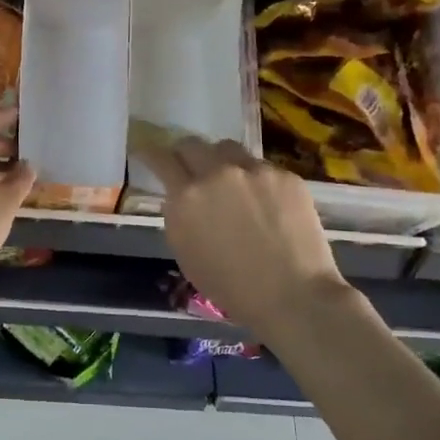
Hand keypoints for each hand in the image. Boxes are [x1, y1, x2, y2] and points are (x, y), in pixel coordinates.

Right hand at [138, 135, 353, 341]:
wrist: (293, 295)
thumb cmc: (231, 287)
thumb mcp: (186, 253)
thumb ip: (179, 216)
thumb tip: (182, 197)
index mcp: (186, 197)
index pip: (161, 159)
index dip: (150, 153)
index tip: (147, 152)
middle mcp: (216, 173)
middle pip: (192, 144)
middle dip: (186, 154)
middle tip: (190, 168)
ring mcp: (254, 170)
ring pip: (228, 149)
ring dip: (221, 161)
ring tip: (230, 182)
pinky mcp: (286, 175)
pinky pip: (261, 167)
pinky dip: (256, 180)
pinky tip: (266, 203)